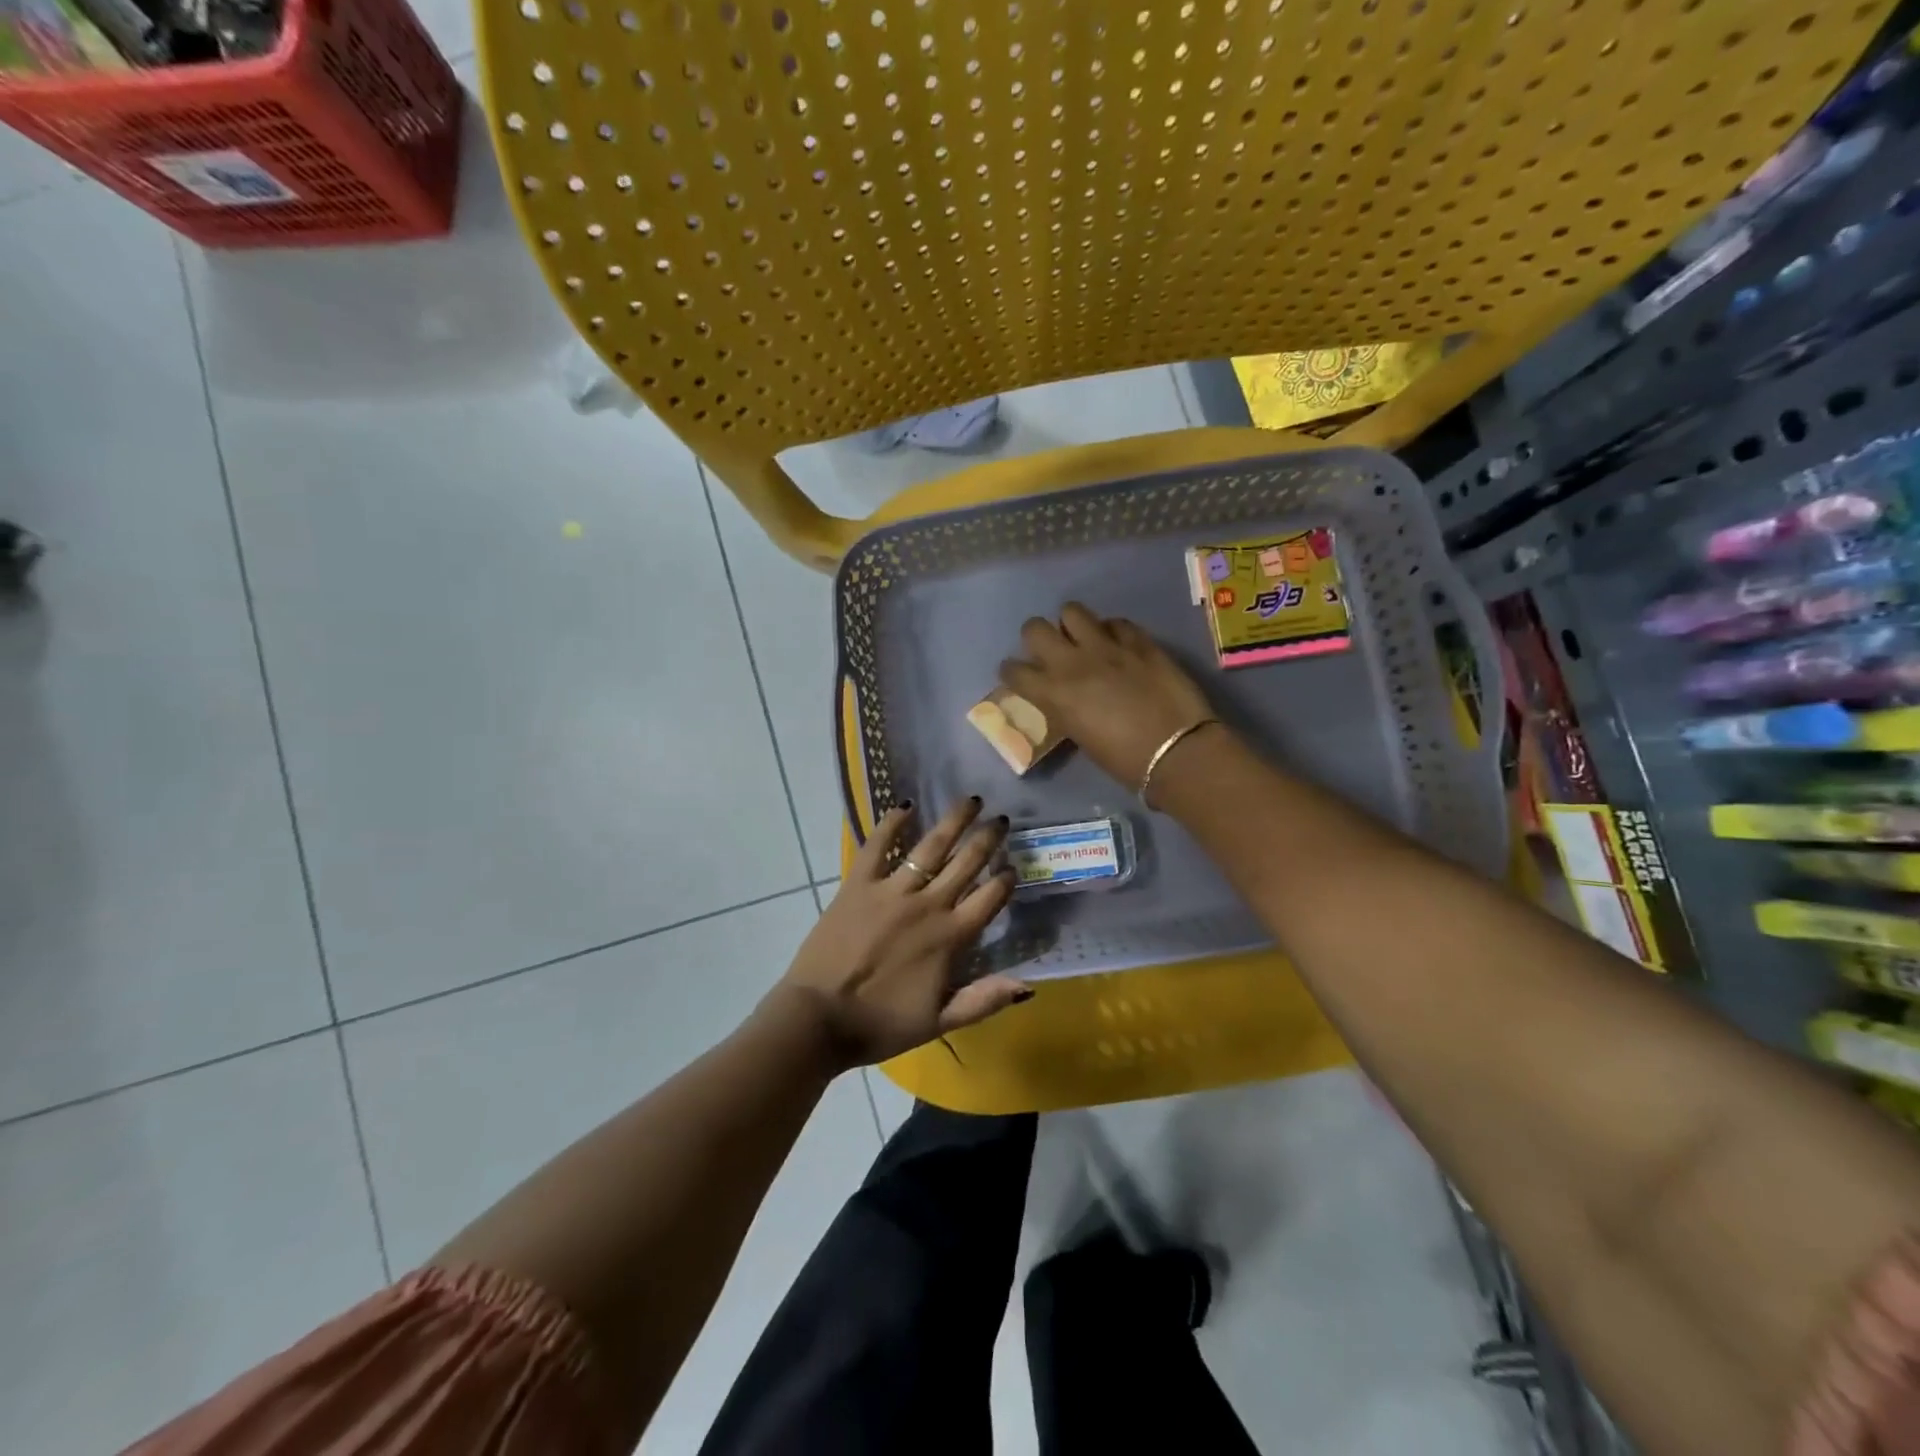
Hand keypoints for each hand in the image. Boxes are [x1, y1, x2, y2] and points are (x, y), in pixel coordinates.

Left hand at [770, 798, 1029, 1069]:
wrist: (819, 1018)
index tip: (1014, 866)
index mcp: (949, 937)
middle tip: (1001, 819)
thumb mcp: (939, 1022)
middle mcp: (926, 905)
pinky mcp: (858, 885)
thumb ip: (984, 1000)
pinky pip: (877, 847)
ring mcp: (891, 891)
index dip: (1006, 880)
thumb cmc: (880, 1024)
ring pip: (930, 847)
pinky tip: (904, 806)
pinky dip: (891, 824)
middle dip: (988, 839)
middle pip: (966, 864)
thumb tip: (1028, 986)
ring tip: (969, 801)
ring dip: (953, 822)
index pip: (989, 898)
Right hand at [1001, 602, 1216, 788]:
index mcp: (1054, 693)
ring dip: (1072, 625)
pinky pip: (1115, 622)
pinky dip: (1111, 631)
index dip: (1011, 671)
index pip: (1013, 670)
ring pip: (1072, 611)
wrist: (1177, 751)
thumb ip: (1065, 708)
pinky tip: (1119, 645)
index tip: (1019, 676)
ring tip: (1083, 640)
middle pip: (1034, 627)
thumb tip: (1063, 697)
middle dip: (1036, 637)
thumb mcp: (1080, 736)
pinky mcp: (1139, 640)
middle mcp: (1073, 662)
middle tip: (1050, 651)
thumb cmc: (1125, 761)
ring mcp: (1107, 646)